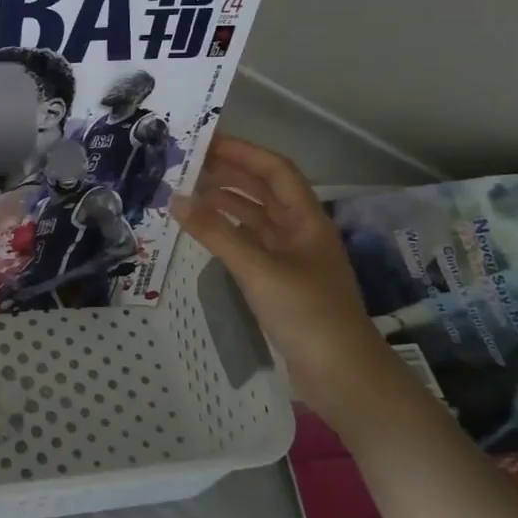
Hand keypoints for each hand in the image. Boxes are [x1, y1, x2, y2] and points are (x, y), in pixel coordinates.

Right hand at [170, 135, 395, 416]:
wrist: (342, 375)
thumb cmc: (307, 313)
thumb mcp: (259, 269)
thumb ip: (216, 233)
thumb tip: (175, 200)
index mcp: (306, 220)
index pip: (275, 170)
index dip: (244, 152)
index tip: (207, 142)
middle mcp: (299, 232)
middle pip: (264, 190)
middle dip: (230, 173)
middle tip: (188, 164)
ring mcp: (290, 258)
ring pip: (255, 218)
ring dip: (226, 202)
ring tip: (188, 193)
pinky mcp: (279, 283)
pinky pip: (249, 245)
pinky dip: (227, 233)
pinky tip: (204, 232)